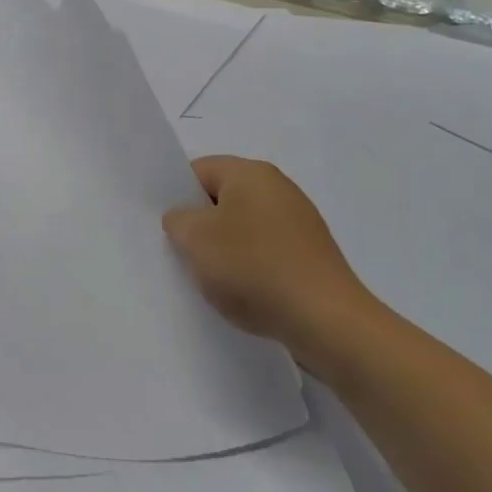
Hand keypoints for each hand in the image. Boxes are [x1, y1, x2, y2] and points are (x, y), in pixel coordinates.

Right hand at [162, 156, 380, 364]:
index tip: (167, 227)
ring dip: (225, 251)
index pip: (199, 170)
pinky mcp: (311, 255)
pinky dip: (250, 268)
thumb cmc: (253, 267)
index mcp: (251, 173)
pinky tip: (244, 294)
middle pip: (222, 199)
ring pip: (243, 228)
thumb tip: (185, 219)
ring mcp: (299, 223)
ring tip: (213, 280)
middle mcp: (279, 188)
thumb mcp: (194, 238)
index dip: (176, 195)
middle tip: (183, 254)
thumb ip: (177, 219)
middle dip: (200, 225)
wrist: (325, 320)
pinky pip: (266, 252)